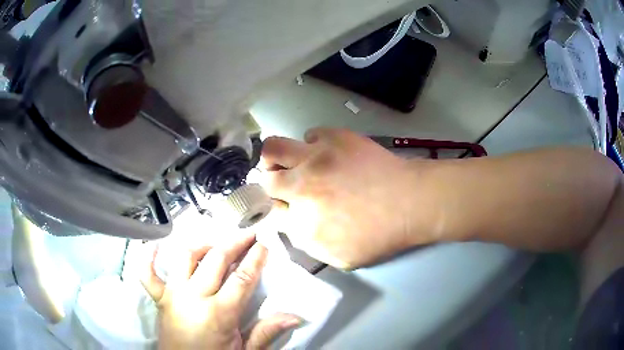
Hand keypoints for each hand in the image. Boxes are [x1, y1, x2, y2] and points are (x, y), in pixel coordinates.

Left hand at [140, 233, 300, 349]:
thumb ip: (266, 332)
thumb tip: (295, 317)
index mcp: (219, 313)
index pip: (242, 278)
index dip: (255, 258)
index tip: (264, 242)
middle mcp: (194, 297)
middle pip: (216, 260)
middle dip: (235, 243)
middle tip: (248, 234)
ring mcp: (173, 295)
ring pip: (185, 258)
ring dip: (202, 246)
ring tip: (216, 245)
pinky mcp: (159, 299)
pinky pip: (148, 275)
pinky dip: (149, 260)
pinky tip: (154, 248)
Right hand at [261, 128, 429, 268]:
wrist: (409, 203)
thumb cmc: (380, 235)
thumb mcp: (340, 257)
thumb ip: (308, 244)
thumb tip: (294, 225)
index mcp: (302, 222)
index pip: (270, 212)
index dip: (276, 210)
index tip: (284, 207)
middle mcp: (301, 187)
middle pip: (266, 179)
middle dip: (270, 184)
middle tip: (283, 184)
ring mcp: (316, 158)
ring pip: (274, 148)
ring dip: (275, 157)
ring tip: (287, 161)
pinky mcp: (334, 137)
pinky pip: (310, 134)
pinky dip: (312, 144)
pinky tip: (325, 153)